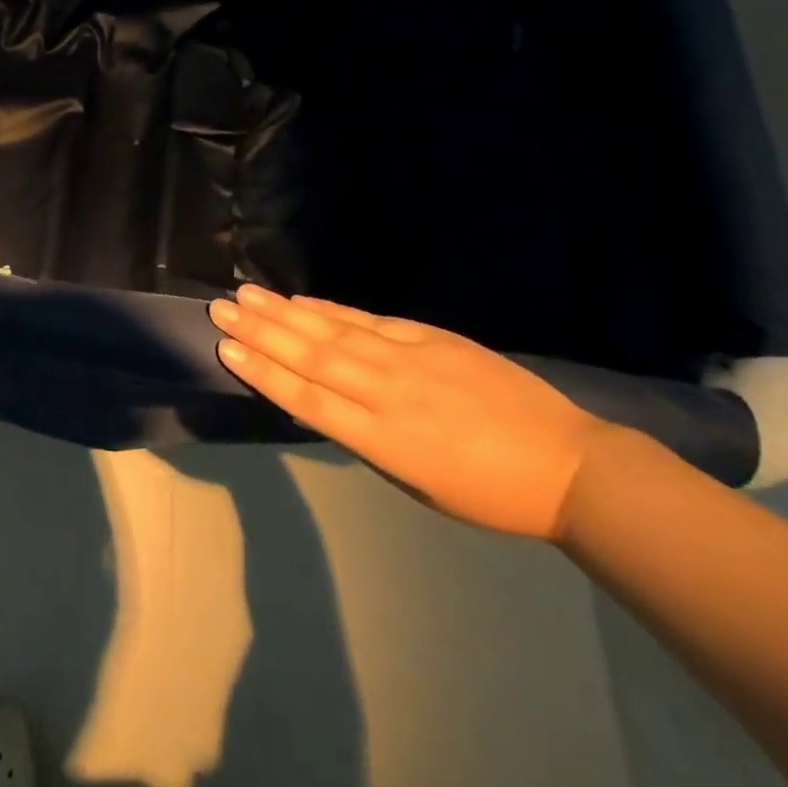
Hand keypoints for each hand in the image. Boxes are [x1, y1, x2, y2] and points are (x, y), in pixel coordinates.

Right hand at [209, 284, 609, 540]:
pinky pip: (368, 320)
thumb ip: (363, 437)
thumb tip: (314, 401)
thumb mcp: (415, 481)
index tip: (226, 348)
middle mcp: (387, 392)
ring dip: (285, 312)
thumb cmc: (486, 492)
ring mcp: (409, 359)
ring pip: (333, 331)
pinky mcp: (430, 337)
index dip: (263, 372)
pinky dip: (330, 309)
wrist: (568, 465)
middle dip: (261, 331)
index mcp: (384, 439)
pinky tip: (301, 300)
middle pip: (311, 357)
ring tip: (246, 294)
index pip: (307, 399)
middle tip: (220, 308)